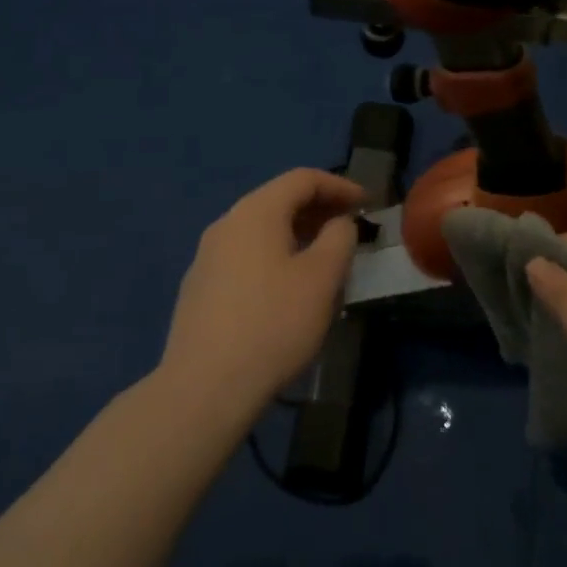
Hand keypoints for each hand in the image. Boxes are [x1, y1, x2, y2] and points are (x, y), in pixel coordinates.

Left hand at [158, 168, 366, 421]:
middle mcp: (226, 224)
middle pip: (278, 201)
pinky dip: (275, 256)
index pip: (302, 179)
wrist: (205, 387)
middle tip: (350, 229)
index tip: (367, 204)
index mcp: (255, 212)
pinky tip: (288, 289)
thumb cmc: (273, 324)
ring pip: (261, 231)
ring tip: (325, 259)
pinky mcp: (200, 288)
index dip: (339, 186)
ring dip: (298, 235)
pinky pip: (246, 256)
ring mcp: (207, 256)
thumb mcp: (322, 278)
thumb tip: (339, 223)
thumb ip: (339, 238)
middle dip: (319, 210)